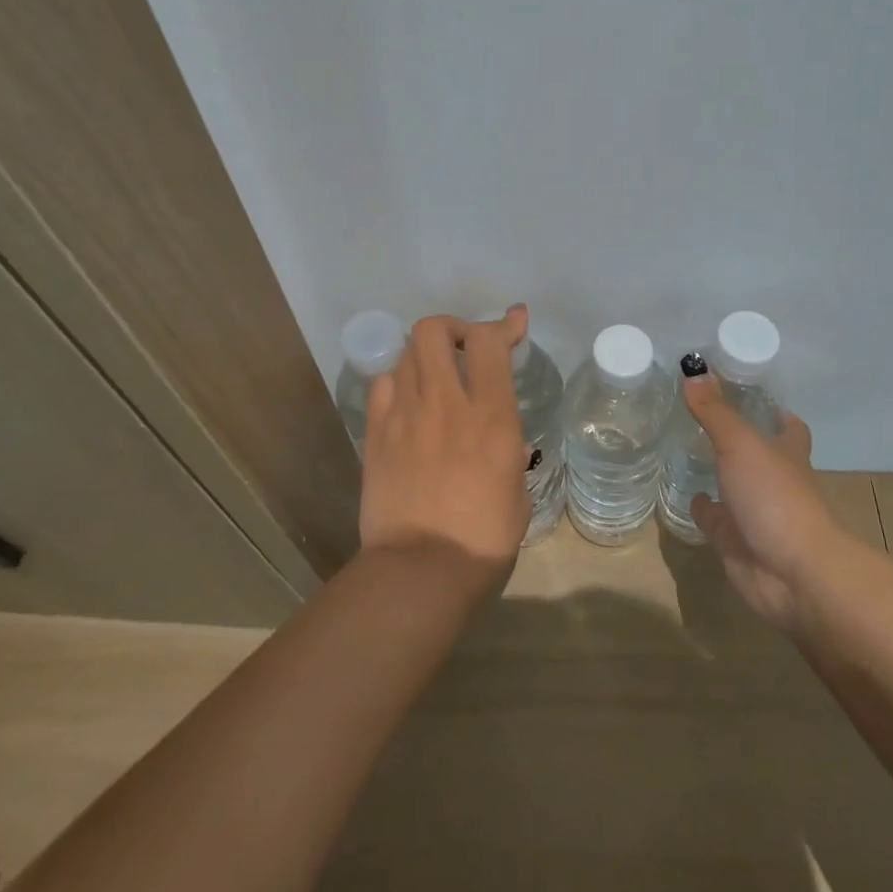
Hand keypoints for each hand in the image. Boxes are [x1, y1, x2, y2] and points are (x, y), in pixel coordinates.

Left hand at [359, 307, 532, 575]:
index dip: (502, 323)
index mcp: (490, 416)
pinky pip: (384, 384)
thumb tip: (501, 438)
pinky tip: (409, 400)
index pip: (489, 342)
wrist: (420, 570)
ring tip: (436, 374)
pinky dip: (399, 380)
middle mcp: (445, 403)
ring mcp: (404, 415)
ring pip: (406, 352)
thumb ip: (508, 449)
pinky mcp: (375, 433)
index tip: (514, 321)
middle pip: (435, 330)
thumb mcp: (517, 489)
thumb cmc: (483, 537)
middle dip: (453, 328)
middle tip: (464, 348)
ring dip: (426, 353)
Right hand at [686, 375, 840, 630]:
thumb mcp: (741, 444)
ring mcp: (755, 512)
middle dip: (735, 438)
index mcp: (787, 454)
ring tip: (683, 447)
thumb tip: (693, 368)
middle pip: (757, 454)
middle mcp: (774, 480)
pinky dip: (702, 507)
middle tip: (699, 414)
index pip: (787, 426)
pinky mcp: (735, 541)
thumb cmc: (776, 497)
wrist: (792, 574)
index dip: (772, 411)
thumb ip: (715, 411)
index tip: (745, 393)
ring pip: (733, 485)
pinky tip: (685, 492)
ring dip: (715, 472)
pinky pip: (715, 519)